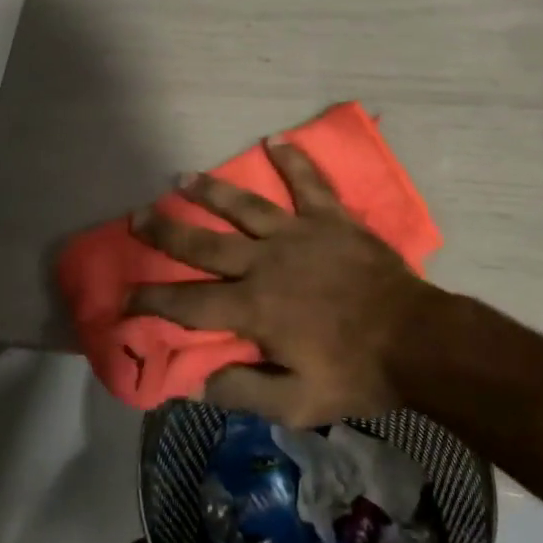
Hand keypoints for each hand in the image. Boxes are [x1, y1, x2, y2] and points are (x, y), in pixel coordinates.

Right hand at [127, 139, 445, 427]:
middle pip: (205, 243)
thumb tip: (196, 381)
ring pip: (245, 205)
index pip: (189, 302)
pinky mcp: (330, 218)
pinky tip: (274, 139)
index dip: (152, 299)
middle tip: (137, 216)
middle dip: (167, 232)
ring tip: (181, 178)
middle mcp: (266, 262)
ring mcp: (299, 234)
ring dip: (211, 191)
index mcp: (254, 308)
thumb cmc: (356, 373)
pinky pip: (308, 182)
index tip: (125, 294)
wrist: (417, 340)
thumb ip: (243, 392)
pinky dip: (293, 160)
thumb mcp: (298, 402)